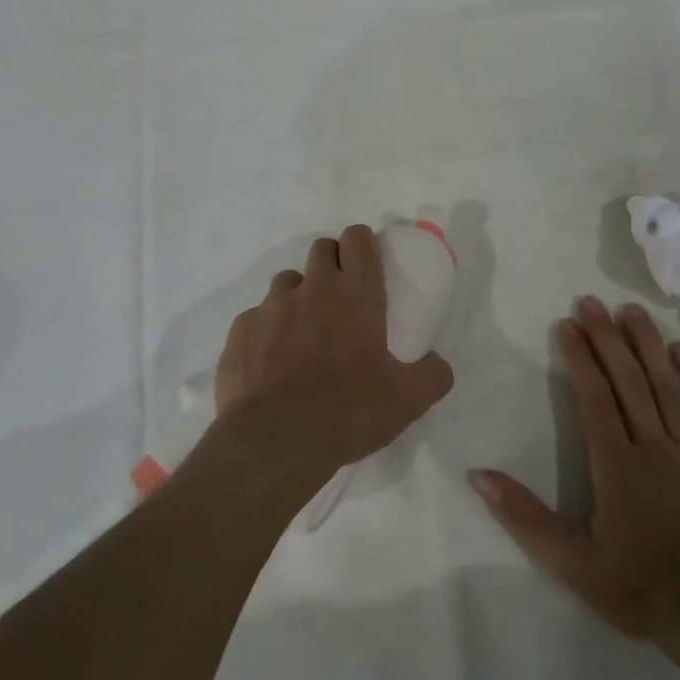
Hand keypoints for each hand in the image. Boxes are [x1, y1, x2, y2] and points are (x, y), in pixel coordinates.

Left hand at [213, 225, 454, 488]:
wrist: (275, 441)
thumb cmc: (348, 411)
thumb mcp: (407, 400)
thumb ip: (432, 375)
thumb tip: (439, 365)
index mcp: (355, 293)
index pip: (357, 238)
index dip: (363, 244)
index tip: (367, 264)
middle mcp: (312, 288)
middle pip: (321, 249)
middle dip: (332, 263)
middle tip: (340, 300)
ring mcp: (271, 306)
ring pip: (287, 282)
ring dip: (298, 297)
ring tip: (303, 334)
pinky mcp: (240, 330)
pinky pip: (256, 318)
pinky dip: (267, 331)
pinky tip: (271, 363)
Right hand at [471, 297, 679, 640]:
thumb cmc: (639, 586)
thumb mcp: (572, 562)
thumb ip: (525, 516)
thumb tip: (479, 475)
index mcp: (617, 464)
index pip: (594, 397)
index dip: (580, 358)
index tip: (567, 325)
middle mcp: (655, 445)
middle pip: (629, 380)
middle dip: (607, 338)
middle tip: (591, 302)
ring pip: (668, 385)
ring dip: (648, 344)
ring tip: (631, 310)